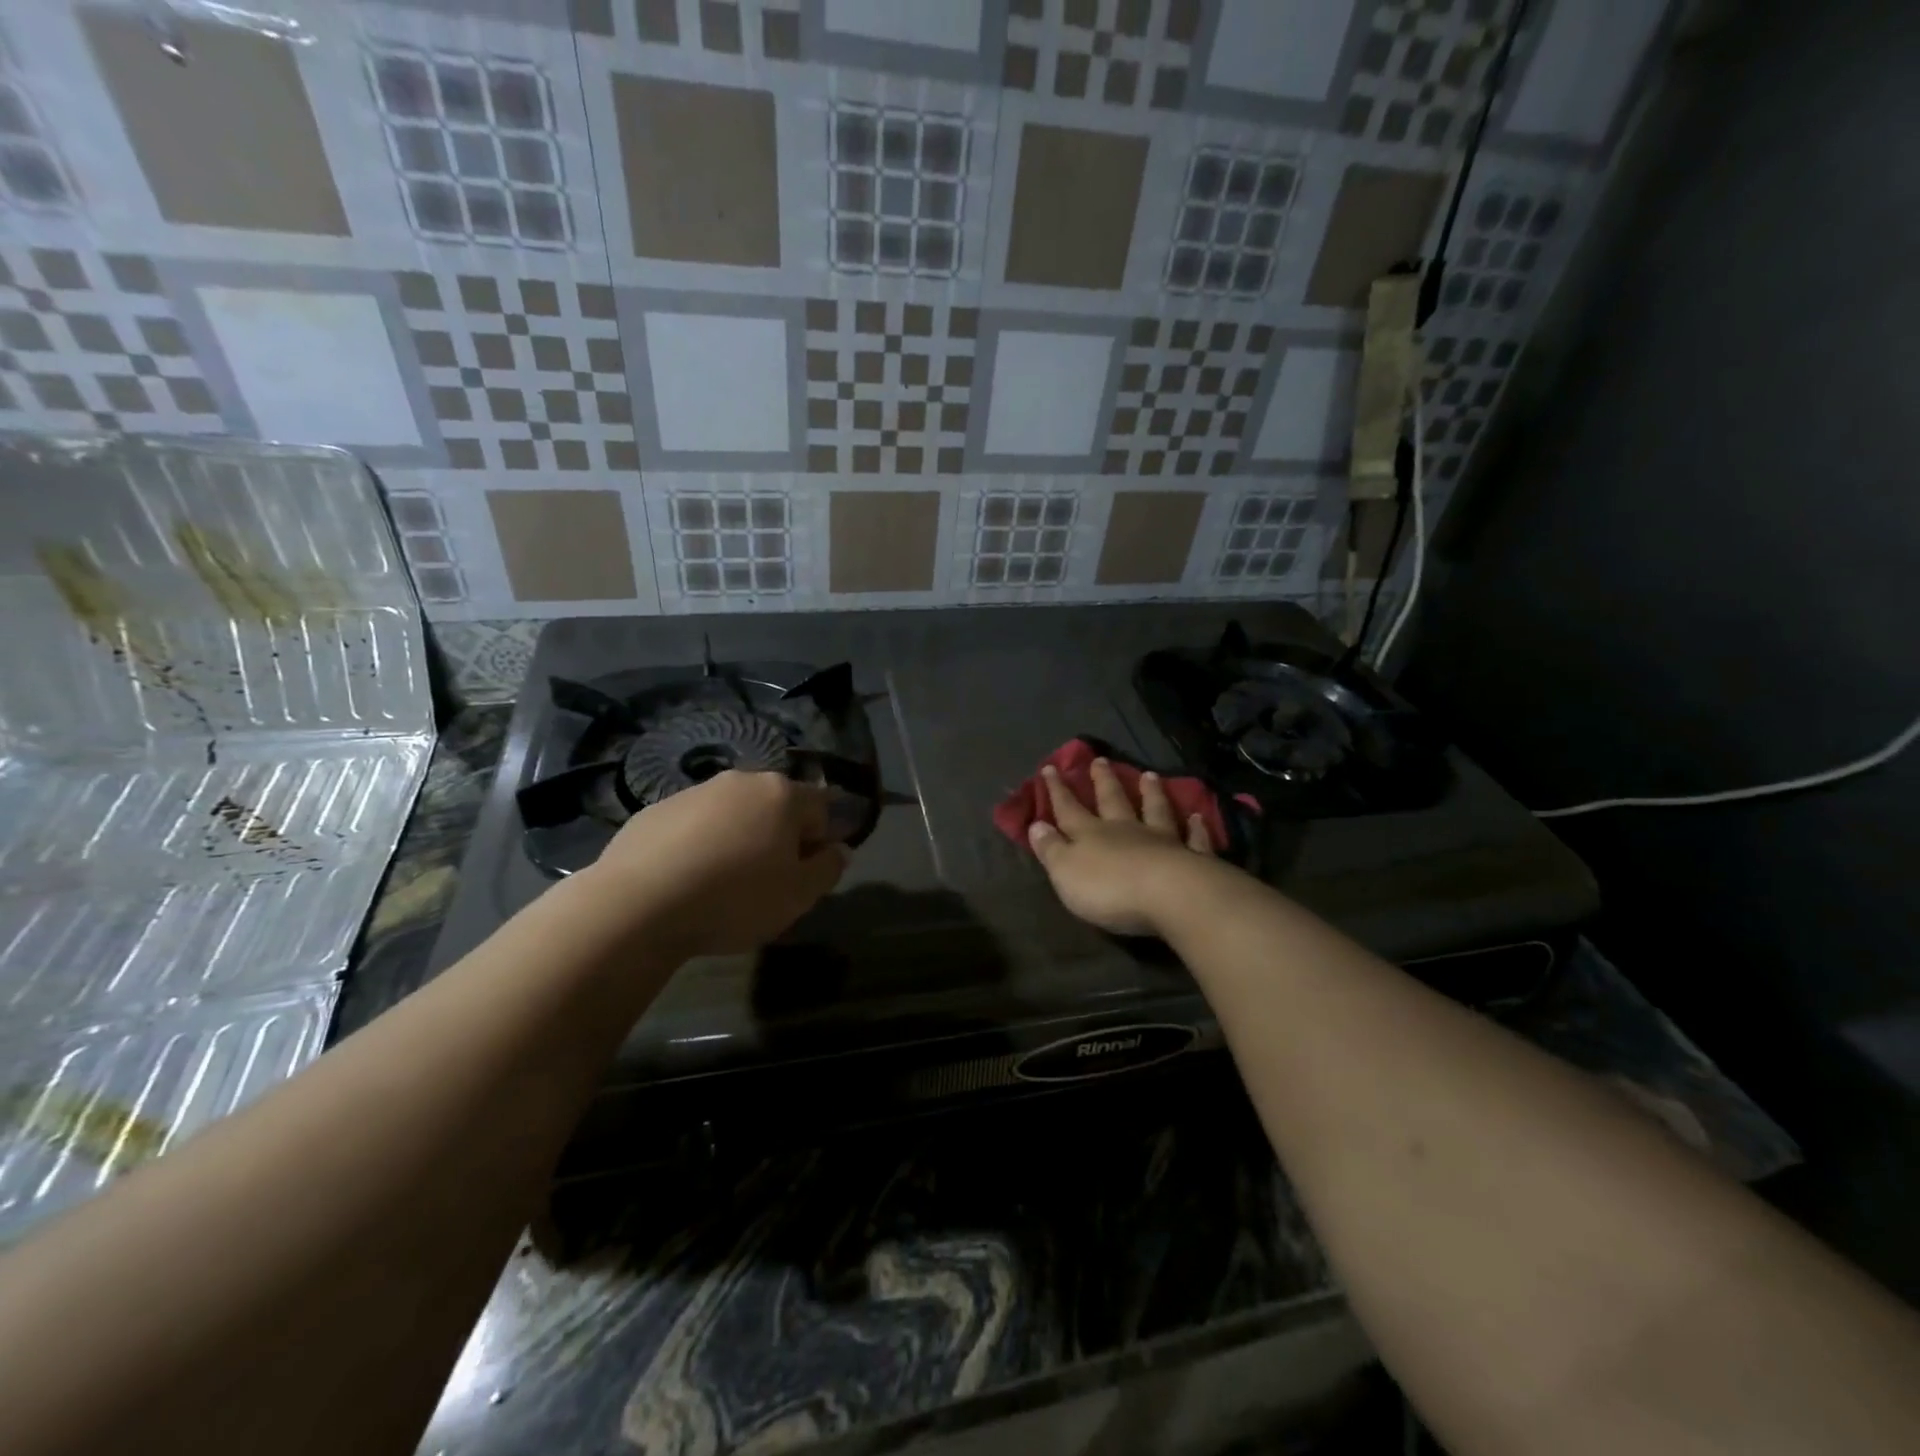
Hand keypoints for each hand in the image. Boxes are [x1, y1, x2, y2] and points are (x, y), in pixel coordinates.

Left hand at [589, 771, 848, 958]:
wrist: (638, 905)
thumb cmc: (735, 898)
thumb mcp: (799, 895)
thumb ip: (828, 868)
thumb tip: (839, 849)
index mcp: (782, 794)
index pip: (821, 808)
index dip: (820, 841)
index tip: (805, 875)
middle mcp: (741, 781)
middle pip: (775, 806)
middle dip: (778, 837)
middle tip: (767, 881)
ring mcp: (694, 791)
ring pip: (732, 814)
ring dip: (737, 839)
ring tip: (722, 884)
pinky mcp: (654, 810)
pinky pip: (693, 826)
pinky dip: (699, 845)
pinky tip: (686, 881)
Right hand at [1027, 759, 1218, 936]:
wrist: (1169, 896)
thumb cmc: (1109, 888)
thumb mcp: (1066, 871)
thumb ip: (1051, 848)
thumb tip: (1036, 824)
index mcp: (1091, 834)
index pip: (1068, 808)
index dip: (1057, 790)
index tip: (1050, 768)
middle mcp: (1126, 830)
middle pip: (1113, 800)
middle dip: (1103, 781)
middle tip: (1100, 760)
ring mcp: (1162, 841)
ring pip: (1154, 810)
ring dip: (1150, 792)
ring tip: (1149, 774)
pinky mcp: (1192, 858)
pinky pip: (1193, 838)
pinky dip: (1195, 827)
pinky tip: (1198, 816)